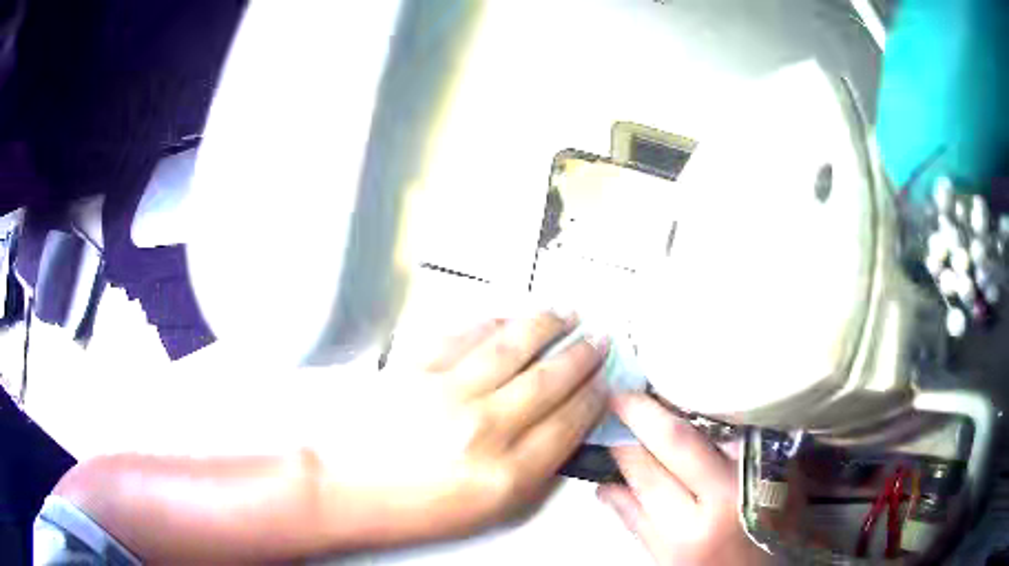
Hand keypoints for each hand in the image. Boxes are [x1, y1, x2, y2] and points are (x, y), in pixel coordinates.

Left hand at [322, 313, 609, 546]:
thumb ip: (533, 472)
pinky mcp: (415, 369)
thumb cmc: (410, 508)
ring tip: (566, 313)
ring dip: (547, 325)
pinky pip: (465, 335)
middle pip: (550, 378)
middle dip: (582, 355)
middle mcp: (482, 429)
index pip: (569, 423)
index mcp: (505, 474)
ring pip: (514, 345)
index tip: (603, 383)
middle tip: (598, 339)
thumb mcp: (487, 511)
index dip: (593, 397)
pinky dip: (494, 321)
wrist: (346, 489)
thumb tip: (563, 432)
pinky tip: (510, 317)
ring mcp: (446, 393)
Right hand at [597, 394, 768, 565]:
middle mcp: (728, 497)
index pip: (646, 472)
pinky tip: (702, 408)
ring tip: (660, 394)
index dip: (621, 443)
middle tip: (623, 395)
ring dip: (684, 405)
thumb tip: (605, 486)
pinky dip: (718, 415)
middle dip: (644, 411)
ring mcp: (761, 473)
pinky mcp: (781, 459)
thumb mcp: (668, 559)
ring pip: (717, 423)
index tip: (608, 421)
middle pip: (679, 439)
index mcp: (690, 531)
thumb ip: (636, 522)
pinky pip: (743, 427)